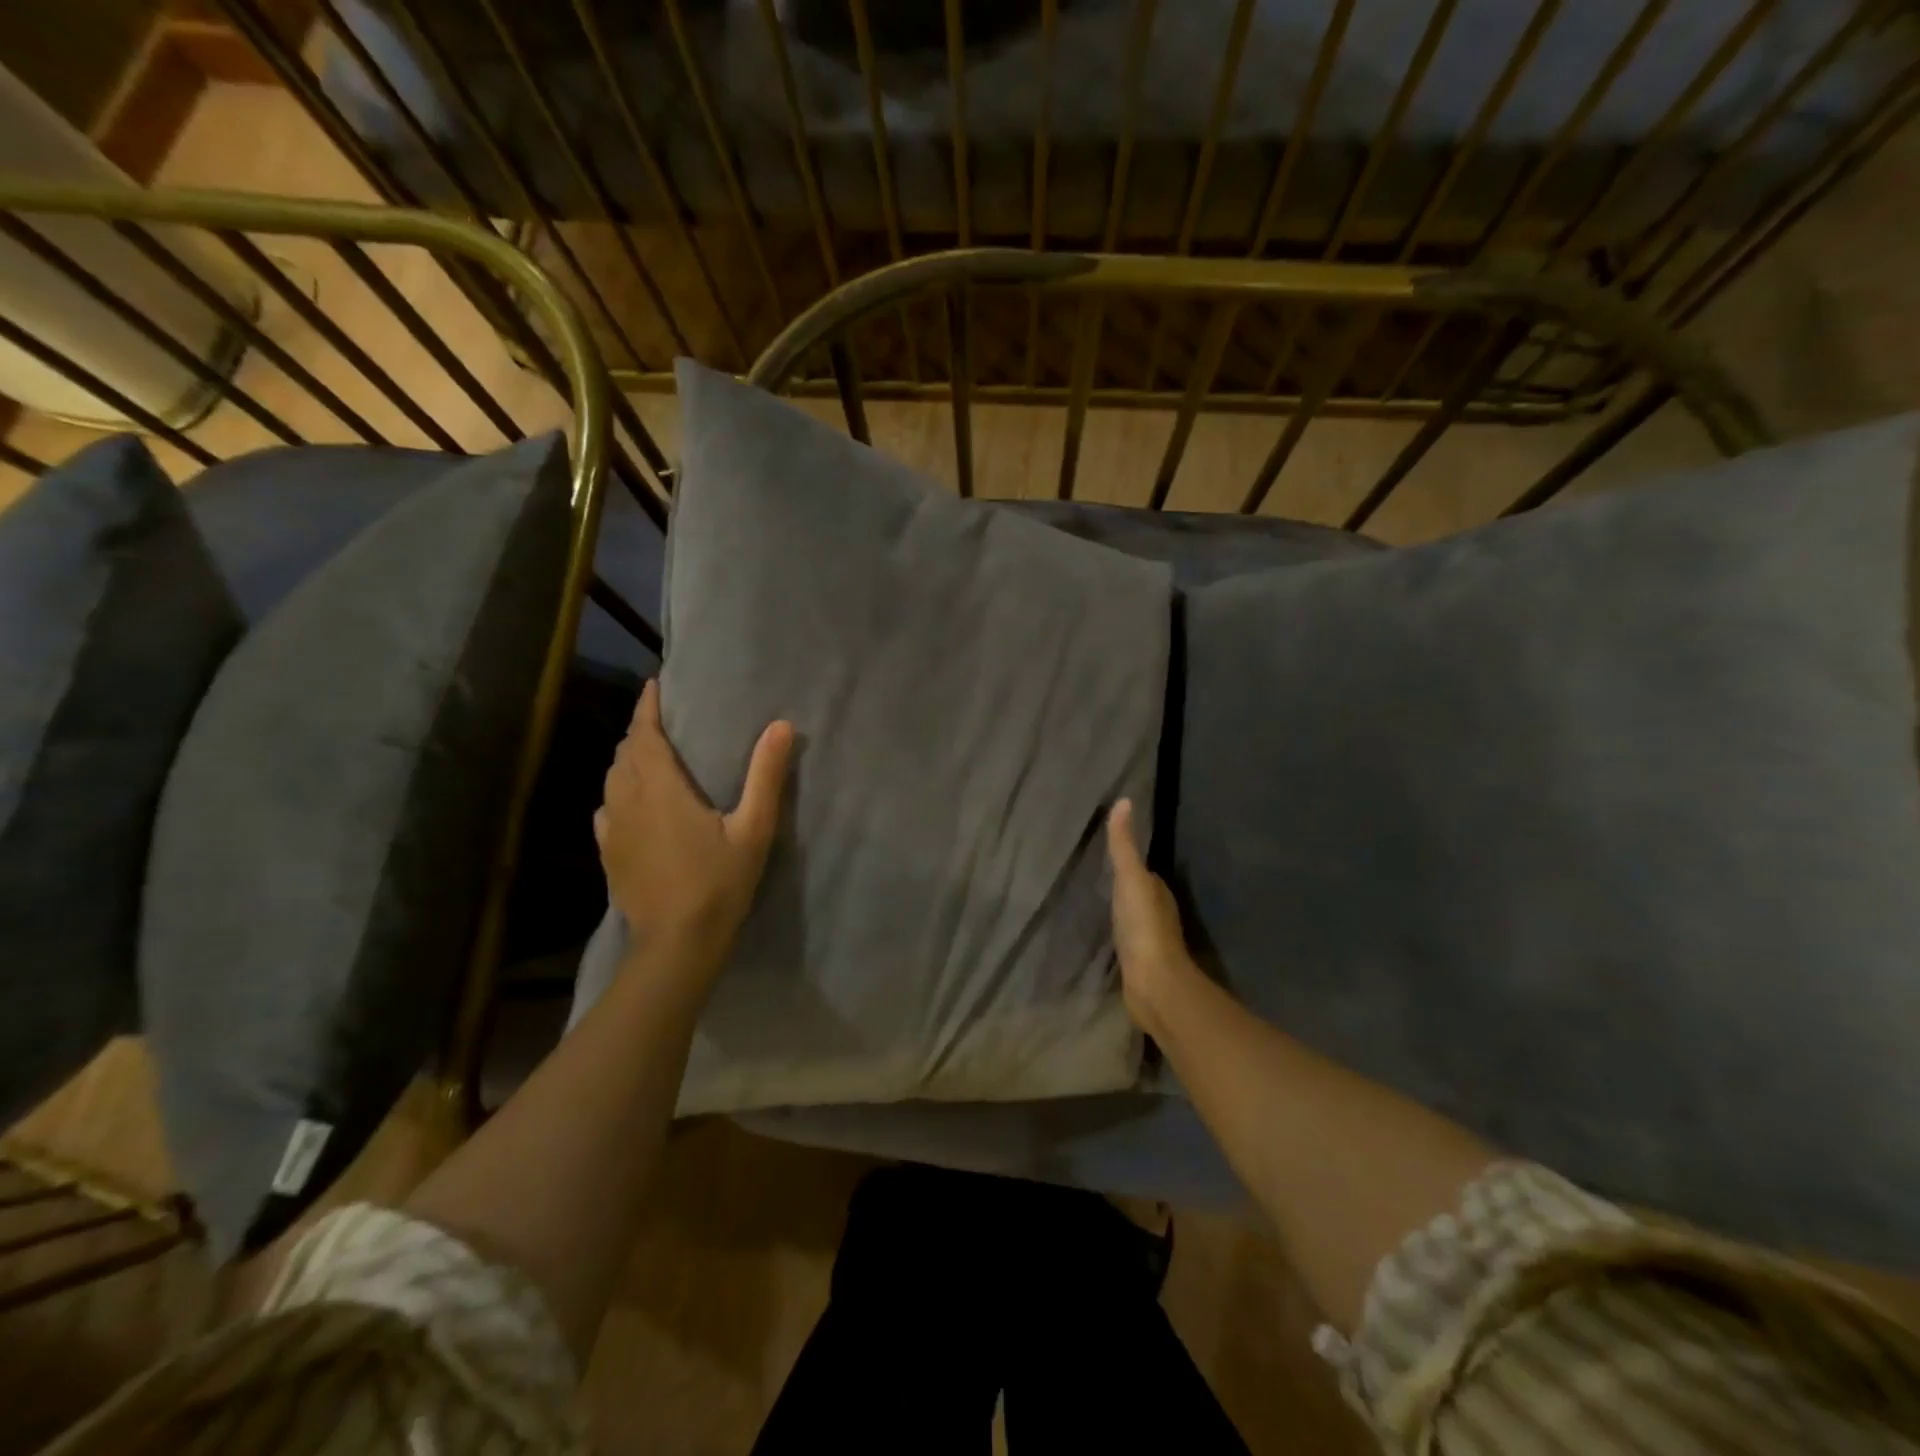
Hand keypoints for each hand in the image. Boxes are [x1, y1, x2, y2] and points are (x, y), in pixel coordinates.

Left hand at [594, 680, 793, 984]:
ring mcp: (613, 829)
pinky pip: (607, 808)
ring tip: (648, 756)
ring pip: (612, 779)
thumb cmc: (719, 882)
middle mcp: (628, 801)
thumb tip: (781, 726)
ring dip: (628, 760)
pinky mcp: (608, 854)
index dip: (648, 707)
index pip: (645, 735)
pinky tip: (631, 804)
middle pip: (625, 753)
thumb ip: (766, 775)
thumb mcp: (754, 828)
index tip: (655, 686)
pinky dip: (618, 793)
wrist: (677, 943)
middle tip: (662, 721)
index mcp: (661, 789)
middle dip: (640, 731)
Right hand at [1106, 799, 1198, 1038]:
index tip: (1106, 852)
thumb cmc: (1143, 926)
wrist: (1153, 983)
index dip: (1128, 861)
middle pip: (1138, 893)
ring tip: (1094, 904)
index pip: (1143, 870)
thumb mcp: (1130, 879)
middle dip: (1122, 886)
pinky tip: (1102, 936)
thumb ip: (1124, 845)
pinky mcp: (1139, 964)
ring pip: (1132, 917)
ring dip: (1120, 911)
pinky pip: (1125, 941)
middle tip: (1095, 876)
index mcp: (1158, 891)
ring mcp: (1149, 940)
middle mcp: (1158, 913)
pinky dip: (1116, 935)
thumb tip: (1124, 801)